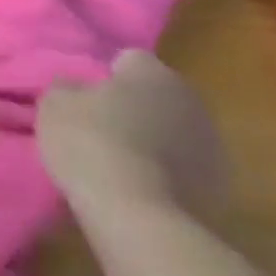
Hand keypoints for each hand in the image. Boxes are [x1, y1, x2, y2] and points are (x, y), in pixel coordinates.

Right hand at [37, 50, 228, 216]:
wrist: (138, 216)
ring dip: (154, 139)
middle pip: (157, 94)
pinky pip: (185, 166)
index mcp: (154, 73)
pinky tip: (141, 186)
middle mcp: (191, 99)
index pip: (129, 59)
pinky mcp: (220, 185)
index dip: (105, 75)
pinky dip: (167, 171)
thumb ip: (66, 86)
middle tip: (100, 126)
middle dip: (134, 106)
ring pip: (175, 130)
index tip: (85, 97)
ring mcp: (213, 144)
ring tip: (120, 161)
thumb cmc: (91, 144)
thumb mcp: (55, 105)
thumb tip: (75, 85)